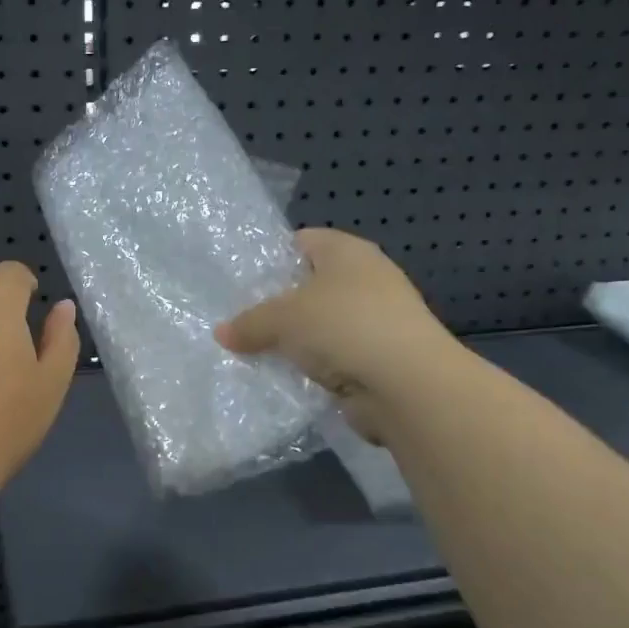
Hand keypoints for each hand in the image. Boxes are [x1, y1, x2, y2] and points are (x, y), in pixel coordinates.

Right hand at [216, 229, 452, 441]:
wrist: (407, 385)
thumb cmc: (344, 326)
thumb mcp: (283, 318)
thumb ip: (249, 322)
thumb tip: (221, 333)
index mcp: (347, 252)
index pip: (302, 242)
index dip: (271, 257)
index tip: (240, 281)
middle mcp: (366, 280)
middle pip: (309, 286)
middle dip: (276, 305)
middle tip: (238, 321)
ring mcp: (375, 321)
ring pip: (320, 326)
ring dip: (294, 342)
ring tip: (252, 353)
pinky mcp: (377, 359)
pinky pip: (332, 359)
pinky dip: (311, 368)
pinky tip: (283, 379)